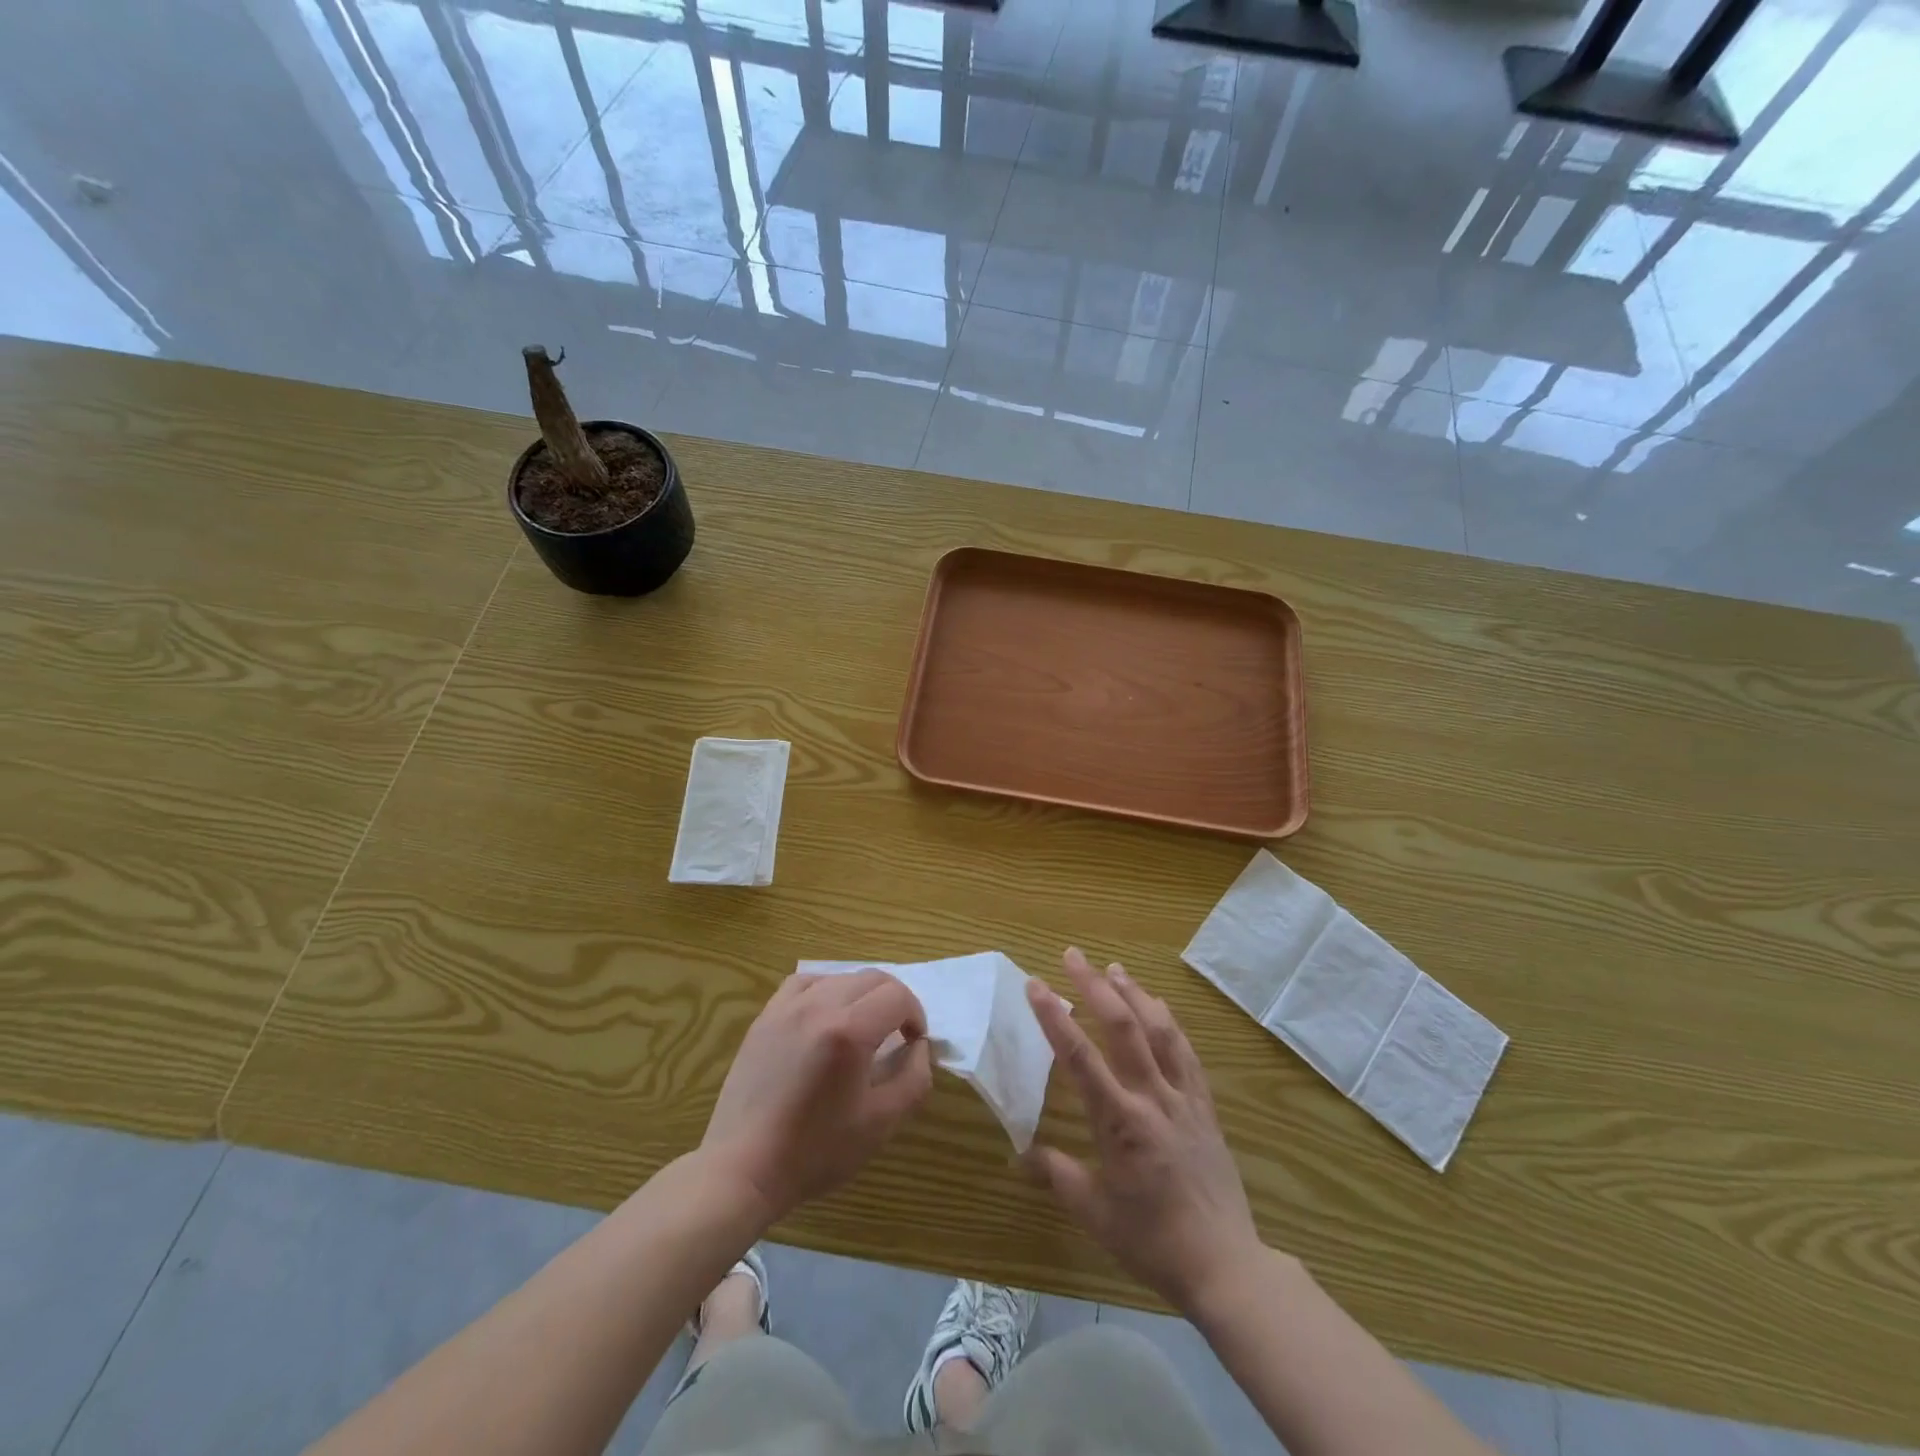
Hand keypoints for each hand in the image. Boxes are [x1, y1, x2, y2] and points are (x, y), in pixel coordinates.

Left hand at [701, 970, 933, 1224]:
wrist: (744, 1168)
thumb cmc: (815, 1151)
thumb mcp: (881, 1124)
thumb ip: (913, 1079)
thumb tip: (919, 1047)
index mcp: (849, 1031)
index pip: (898, 996)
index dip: (915, 1015)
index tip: (913, 1043)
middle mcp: (819, 1005)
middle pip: (872, 978)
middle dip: (894, 1001)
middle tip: (897, 1034)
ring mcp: (787, 1007)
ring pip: (840, 977)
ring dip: (862, 994)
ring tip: (863, 1027)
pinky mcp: (766, 1017)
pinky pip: (805, 983)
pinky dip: (826, 989)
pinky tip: (826, 1015)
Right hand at [1025, 948, 1264, 1315]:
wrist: (1224, 1264)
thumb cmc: (1152, 1240)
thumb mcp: (1094, 1213)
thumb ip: (1057, 1174)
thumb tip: (1019, 1153)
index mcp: (1119, 1121)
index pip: (1079, 1057)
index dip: (1054, 1017)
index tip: (1036, 985)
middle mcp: (1151, 1097)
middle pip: (1122, 1028)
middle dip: (1095, 986)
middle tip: (1074, 955)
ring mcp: (1183, 1098)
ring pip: (1158, 1030)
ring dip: (1134, 994)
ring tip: (1115, 968)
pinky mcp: (1204, 1106)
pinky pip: (1186, 1053)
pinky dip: (1170, 1023)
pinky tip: (1160, 1008)